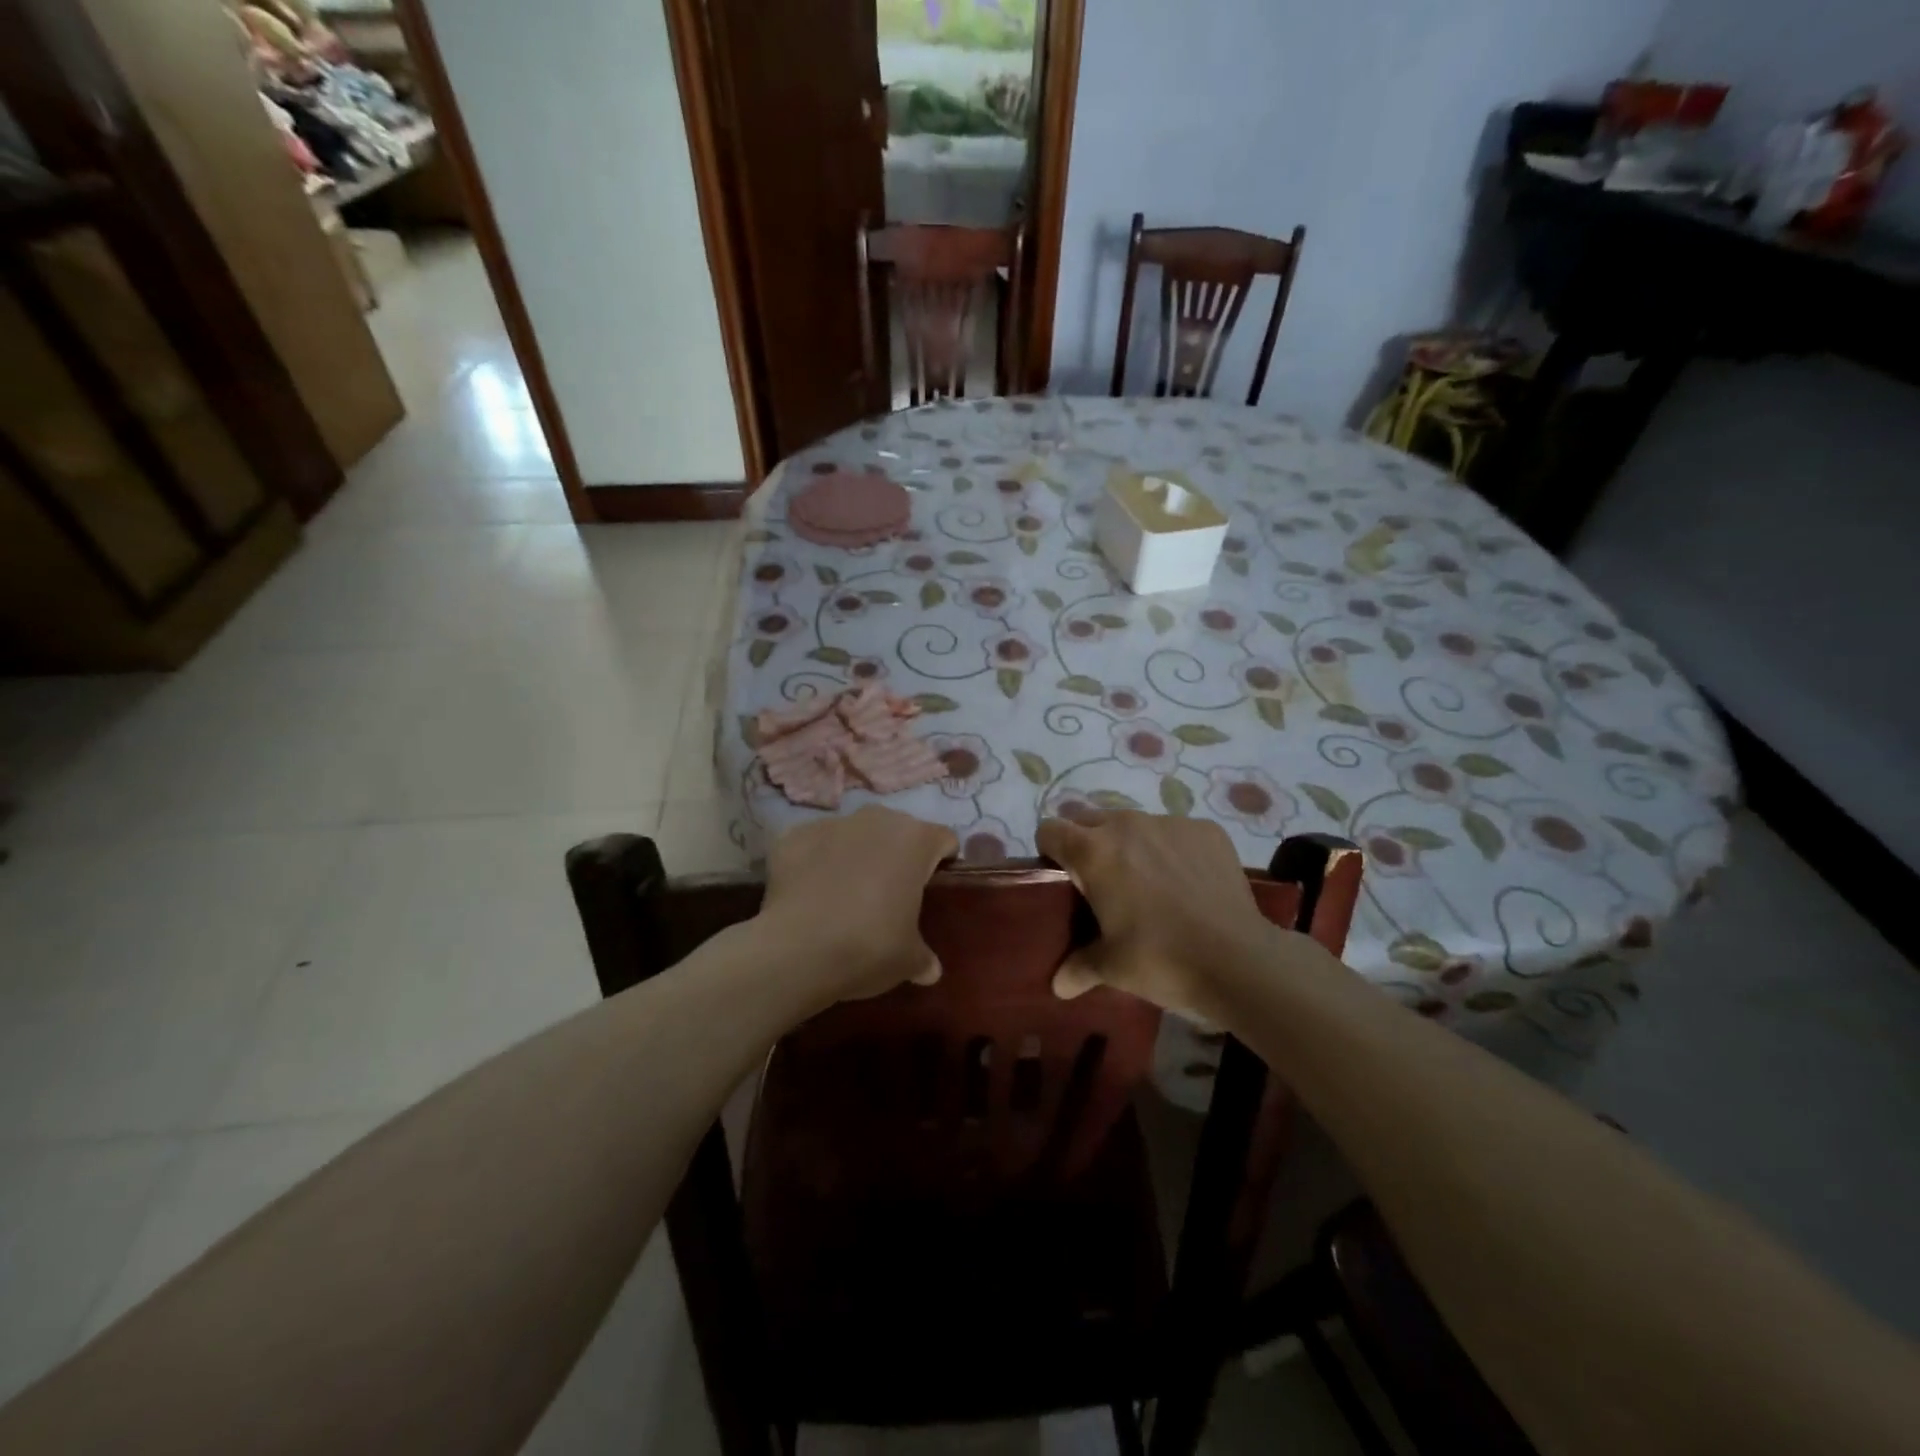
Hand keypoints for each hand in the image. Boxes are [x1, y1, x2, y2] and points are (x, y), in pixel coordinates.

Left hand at [759, 807, 957, 1006]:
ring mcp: (832, 824)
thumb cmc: (870, 946)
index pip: (943, 840)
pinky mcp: (793, 837)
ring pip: (854, 835)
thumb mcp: (908, 960)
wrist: (797, 950)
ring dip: (855, 856)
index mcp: (916, 840)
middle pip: (897, 831)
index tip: (933, 888)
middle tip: (890, 895)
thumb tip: (930, 970)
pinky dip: (816, 863)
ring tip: (845, 894)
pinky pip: (814, 846)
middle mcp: (877, 820)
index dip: (942, 862)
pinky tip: (810, 895)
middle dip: (896, 856)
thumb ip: (923, 958)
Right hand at [1036, 810, 1284, 1018]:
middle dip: (1089, 845)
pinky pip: (1176, 833)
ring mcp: (1170, 823)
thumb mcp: (1111, 968)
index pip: (1050, 829)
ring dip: (1132, 846)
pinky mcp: (1207, 830)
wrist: (1239, 960)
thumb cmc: (1161, 959)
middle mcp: (1126, 824)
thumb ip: (1078, 967)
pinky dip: (1173, 851)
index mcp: (1093, 851)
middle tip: (1104, 887)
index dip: (1050, 851)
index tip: (1063, 879)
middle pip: (1090, 820)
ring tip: (1151, 887)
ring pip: (1135, 824)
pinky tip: (1189, 885)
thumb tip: (1058, 984)